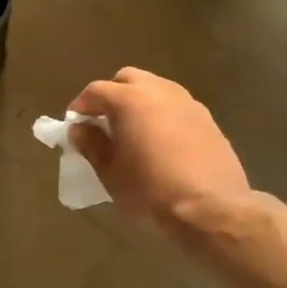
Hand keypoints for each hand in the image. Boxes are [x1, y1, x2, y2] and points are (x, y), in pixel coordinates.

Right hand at [68, 68, 253, 234]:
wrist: (211, 208)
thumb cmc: (150, 191)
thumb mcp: (110, 173)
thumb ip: (91, 144)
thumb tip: (80, 128)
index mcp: (130, 100)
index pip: (95, 90)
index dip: (81, 106)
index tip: (75, 126)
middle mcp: (159, 91)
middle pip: (128, 79)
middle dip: (112, 95)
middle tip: (105, 123)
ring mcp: (187, 102)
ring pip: (155, 89)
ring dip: (140, 102)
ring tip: (134, 132)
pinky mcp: (208, 118)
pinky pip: (176, 106)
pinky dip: (162, 114)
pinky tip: (162, 142)